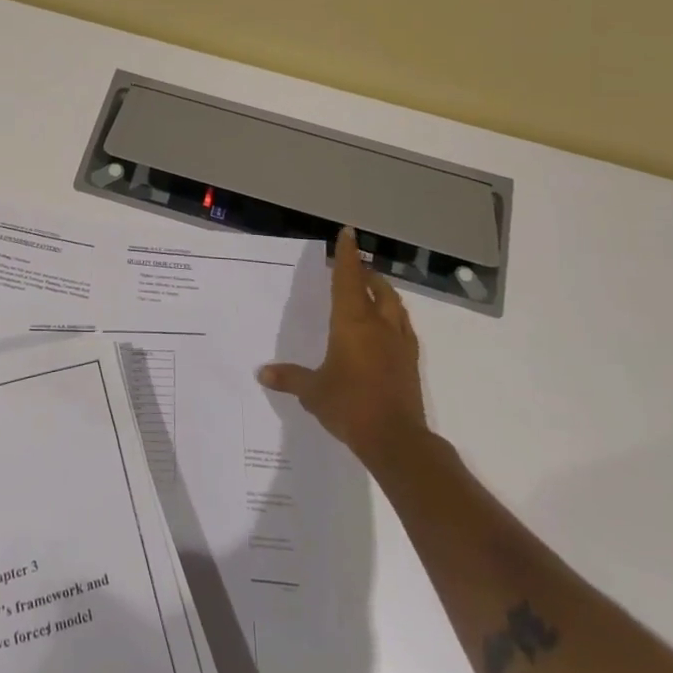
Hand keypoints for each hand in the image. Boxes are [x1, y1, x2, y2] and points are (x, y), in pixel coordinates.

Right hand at [259, 226, 427, 468]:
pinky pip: (403, 326)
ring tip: (372, 292)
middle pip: (376, 287)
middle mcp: (378, 324)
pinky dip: (394, 317)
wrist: (396, 438)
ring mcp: (399, 342)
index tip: (348, 233)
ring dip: (383, 292)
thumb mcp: (313, 392)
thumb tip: (263, 372)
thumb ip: (290, 378)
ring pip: (394, 304)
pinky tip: (387, 328)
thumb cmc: (349, 405)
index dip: (347, 255)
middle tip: (355, 268)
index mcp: (352, 322)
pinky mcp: (410, 361)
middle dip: (366, 273)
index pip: (348, 278)